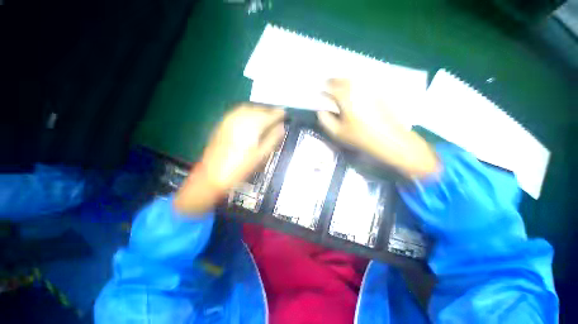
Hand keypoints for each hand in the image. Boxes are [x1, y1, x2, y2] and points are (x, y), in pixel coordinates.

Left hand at [174, 104, 284, 214]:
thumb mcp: (261, 156)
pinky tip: (251, 119)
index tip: (285, 114)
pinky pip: (239, 112)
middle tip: (277, 116)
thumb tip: (282, 127)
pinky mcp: (223, 123)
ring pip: (248, 108)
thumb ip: (272, 139)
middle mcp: (241, 118)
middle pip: (259, 109)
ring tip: (266, 117)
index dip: (279, 114)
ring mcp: (230, 119)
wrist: (212, 175)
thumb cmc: (240, 168)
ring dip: (259, 110)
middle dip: (269, 111)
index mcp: (252, 126)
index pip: (270, 115)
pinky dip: (249, 112)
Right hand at [317, 79, 437, 177]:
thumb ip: (325, 119)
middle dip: (333, 81)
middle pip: (342, 79)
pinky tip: (354, 89)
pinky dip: (355, 83)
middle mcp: (357, 88)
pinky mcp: (378, 91)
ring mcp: (369, 88)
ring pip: (353, 79)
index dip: (323, 89)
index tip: (320, 92)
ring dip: (343, 80)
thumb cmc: (360, 137)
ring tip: (339, 85)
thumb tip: (321, 109)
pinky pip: (363, 82)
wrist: (389, 139)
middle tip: (328, 85)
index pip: (329, 87)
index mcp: (345, 97)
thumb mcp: (337, 132)